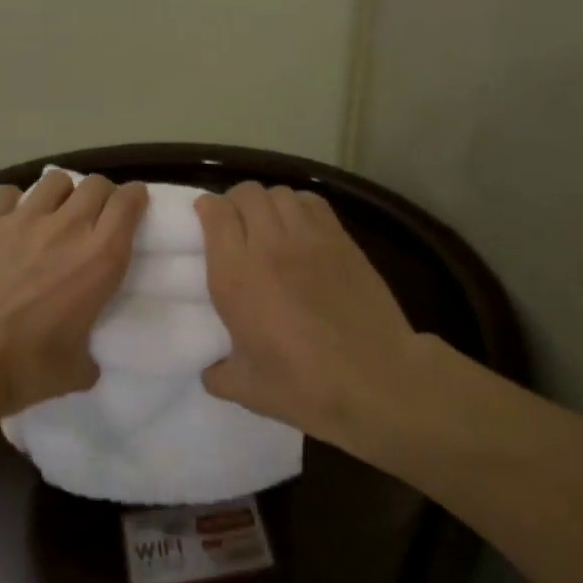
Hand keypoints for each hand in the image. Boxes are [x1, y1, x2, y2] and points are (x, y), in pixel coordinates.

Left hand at [0, 171, 147, 420]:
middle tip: (94, 215)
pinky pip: (6, 192)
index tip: (133, 206)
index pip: (128, 202)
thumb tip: (85, 361)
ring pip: (54, 180)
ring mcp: (24, 218)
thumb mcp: (75, 370)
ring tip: (53, 213)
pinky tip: (8, 219)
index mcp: (101, 258)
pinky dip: (12, 201)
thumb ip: (88, 357)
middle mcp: (68, 227)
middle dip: (100, 194)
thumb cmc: (26, 366)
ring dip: (61, 193)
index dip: (134, 198)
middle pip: (95, 183)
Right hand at [195, 182, 426, 452]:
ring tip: (268, 224)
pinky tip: (299, 227)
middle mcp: (268, 246)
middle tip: (234, 224)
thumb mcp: (246, 390)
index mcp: (236, 277)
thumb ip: (217, 374)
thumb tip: (210, 368)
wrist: (377, 380)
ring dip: (266, 203)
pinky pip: (312, 202)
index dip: (206, 210)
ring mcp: (309, 238)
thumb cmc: (305, 386)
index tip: (204, 222)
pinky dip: (298, 205)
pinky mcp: (341, 240)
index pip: (215, 214)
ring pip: (279, 193)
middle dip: (234, 202)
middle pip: (246, 193)